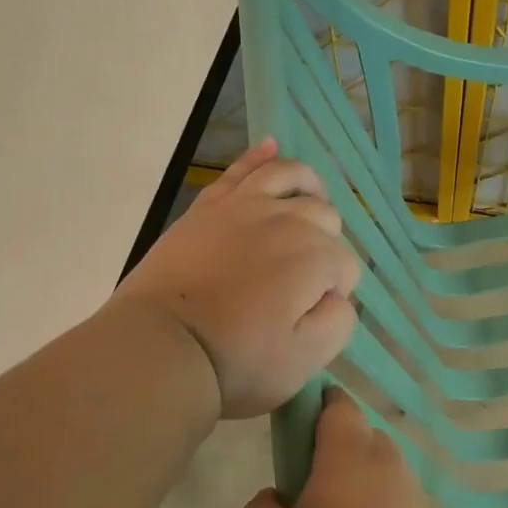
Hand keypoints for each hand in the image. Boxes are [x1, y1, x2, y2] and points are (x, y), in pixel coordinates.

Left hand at [114, 140, 359, 418]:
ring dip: (309, 189)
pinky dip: (261, 156)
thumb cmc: (237, 361)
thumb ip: (339, 321)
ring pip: (293, 177)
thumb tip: (336, 295)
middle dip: (324, 244)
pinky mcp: (210, 206)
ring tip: (307, 205)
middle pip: (326, 218)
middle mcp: (288, 221)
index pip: (346, 267)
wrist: (161, 347)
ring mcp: (246, 206)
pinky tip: (272, 146)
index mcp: (316, 258)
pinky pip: (243, 169)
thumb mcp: (305, 360)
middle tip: (298, 283)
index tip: (309, 317)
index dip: (335, 292)